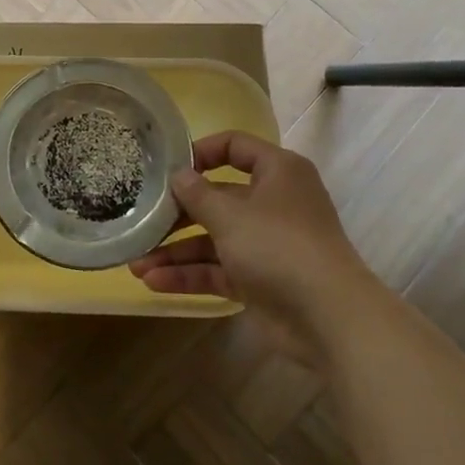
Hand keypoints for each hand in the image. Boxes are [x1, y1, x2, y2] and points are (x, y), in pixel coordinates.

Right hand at [129, 131, 376, 356]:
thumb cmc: (279, 246)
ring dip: (176, 251)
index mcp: (277, 172)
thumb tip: (178, 175)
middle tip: (141, 220)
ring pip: (213, 239)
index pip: (236, 147)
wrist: (329, 317)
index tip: (166, 166)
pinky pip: (218, 270)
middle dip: (177, 214)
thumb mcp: (231, 215)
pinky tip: (154, 282)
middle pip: (217, 198)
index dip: (201, 152)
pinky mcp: (260, 280)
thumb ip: (198, 194)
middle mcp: (272, 203)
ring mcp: (266, 244)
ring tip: (135, 263)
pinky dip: (189, 275)